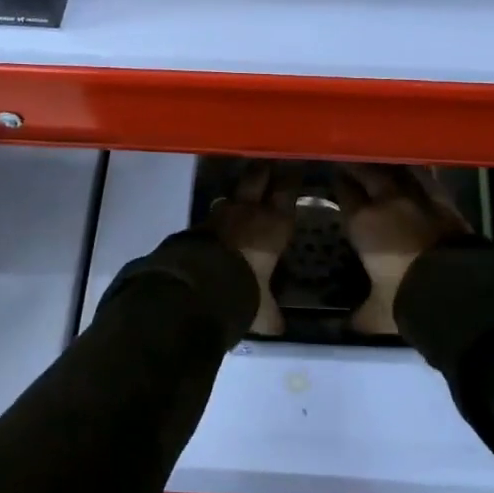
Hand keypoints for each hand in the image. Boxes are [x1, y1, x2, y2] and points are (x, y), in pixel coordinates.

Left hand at [205, 162, 295, 334]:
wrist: (200, 286)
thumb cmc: (246, 291)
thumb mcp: (264, 309)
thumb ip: (271, 314)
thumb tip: (280, 328)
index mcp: (275, 224)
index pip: (287, 191)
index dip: (291, 179)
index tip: (295, 167)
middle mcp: (249, 211)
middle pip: (258, 177)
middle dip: (264, 170)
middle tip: (270, 164)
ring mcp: (221, 214)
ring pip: (232, 192)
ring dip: (238, 192)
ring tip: (242, 192)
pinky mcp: (198, 223)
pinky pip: (212, 214)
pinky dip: (218, 217)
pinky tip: (219, 223)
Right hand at [334, 164, 469, 334]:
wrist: (457, 292)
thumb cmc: (406, 300)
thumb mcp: (376, 314)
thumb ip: (358, 316)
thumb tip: (343, 327)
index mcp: (363, 222)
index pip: (344, 192)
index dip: (337, 183)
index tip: (333, 176)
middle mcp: (387, 201)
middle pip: (368, 171)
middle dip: (357, 165)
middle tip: (351, 160)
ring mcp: (418, 197)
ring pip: (397, 169)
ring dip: (387, 164)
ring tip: (381, 162)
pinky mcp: (445, 201)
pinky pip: (427, 178)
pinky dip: (417, 173)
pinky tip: (415, 172)